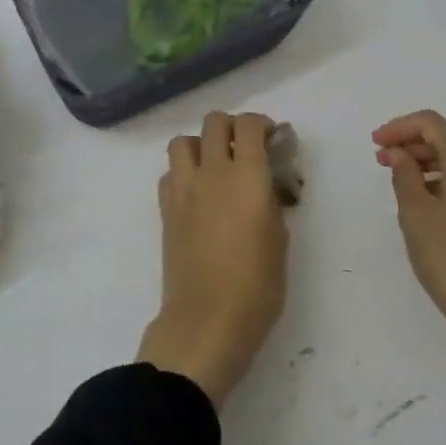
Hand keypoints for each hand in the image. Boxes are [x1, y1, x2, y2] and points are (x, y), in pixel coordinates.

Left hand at [138, 111, 289, 406]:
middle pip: (214, 122)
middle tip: (244, 148)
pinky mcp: (166, 209)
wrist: (206, 322)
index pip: (248, 124)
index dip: (261, 124)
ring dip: (200, 145)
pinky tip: (195, 194)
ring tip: (214, 166)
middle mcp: (213, 172)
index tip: (271, 138)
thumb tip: (266, 188)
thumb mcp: (280, 242)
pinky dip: (181, 173)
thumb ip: (273, 203)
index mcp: (247, 176)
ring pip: (183, 141)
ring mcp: (184, 189)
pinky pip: (169, 173)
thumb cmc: (256, 287)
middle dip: (231, 127)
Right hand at [374, 110, 445, 433]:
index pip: (430, 123)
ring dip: (427, 164)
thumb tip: (401, 156)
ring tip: (399, 183)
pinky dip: (445, 182)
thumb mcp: (417, 215)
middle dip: (411, 146)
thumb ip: (404, 176)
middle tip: (381, 162)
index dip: (399, 128)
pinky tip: (426, 204)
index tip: (374, 144)